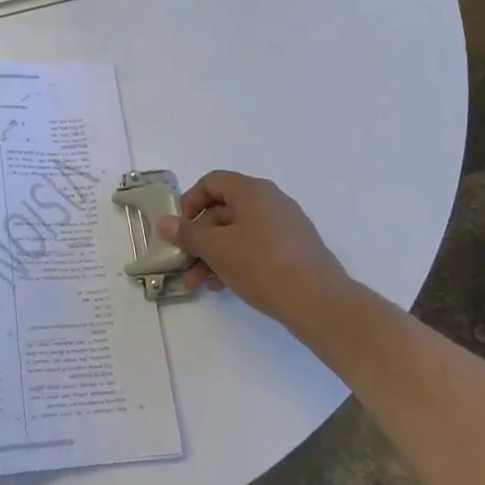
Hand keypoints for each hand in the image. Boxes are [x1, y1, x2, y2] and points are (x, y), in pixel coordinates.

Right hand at [154, 171, 349, 324]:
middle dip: (199, 238)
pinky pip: (256, 247)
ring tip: (199, 283)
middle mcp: (270, 201)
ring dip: (214, 254)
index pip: (212, 182)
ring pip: (238, 233)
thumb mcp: (216, 249)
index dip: (190, 202)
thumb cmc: (262, 265)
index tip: (180, 229)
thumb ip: (187, 234)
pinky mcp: (295, 250)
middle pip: (223, 210)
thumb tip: (163, 221)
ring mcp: (286, 226)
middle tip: (185, 262)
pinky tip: (223, 286)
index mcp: (252, 191)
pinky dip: (236, 261)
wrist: (320, 303)